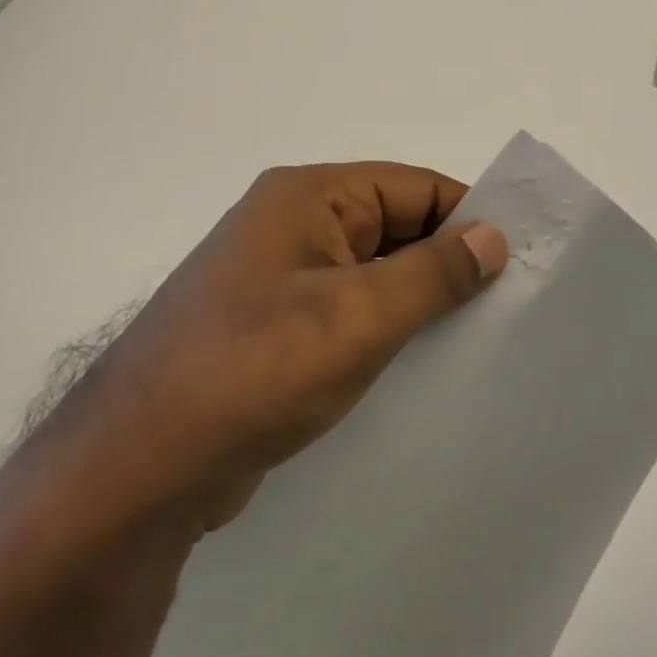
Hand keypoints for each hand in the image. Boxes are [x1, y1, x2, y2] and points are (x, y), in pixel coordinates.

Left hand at [97, 163, 506, 530]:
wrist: (138, 469)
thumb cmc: (256, 370)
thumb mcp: (359, 316)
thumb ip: (434, 272)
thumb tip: (493, 237)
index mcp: (308, 198)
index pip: (413, 187)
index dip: (468, 216)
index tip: (518, 258)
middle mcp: (292, 226)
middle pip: (394, 226)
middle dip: (447, 262)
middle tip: (507, 304)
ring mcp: (278, 280)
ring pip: (373, 274)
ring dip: (419, 300)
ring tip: (475, 337)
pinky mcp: (272, 329)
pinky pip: (348, 313)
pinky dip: (386, 330)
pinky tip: (421, 365)